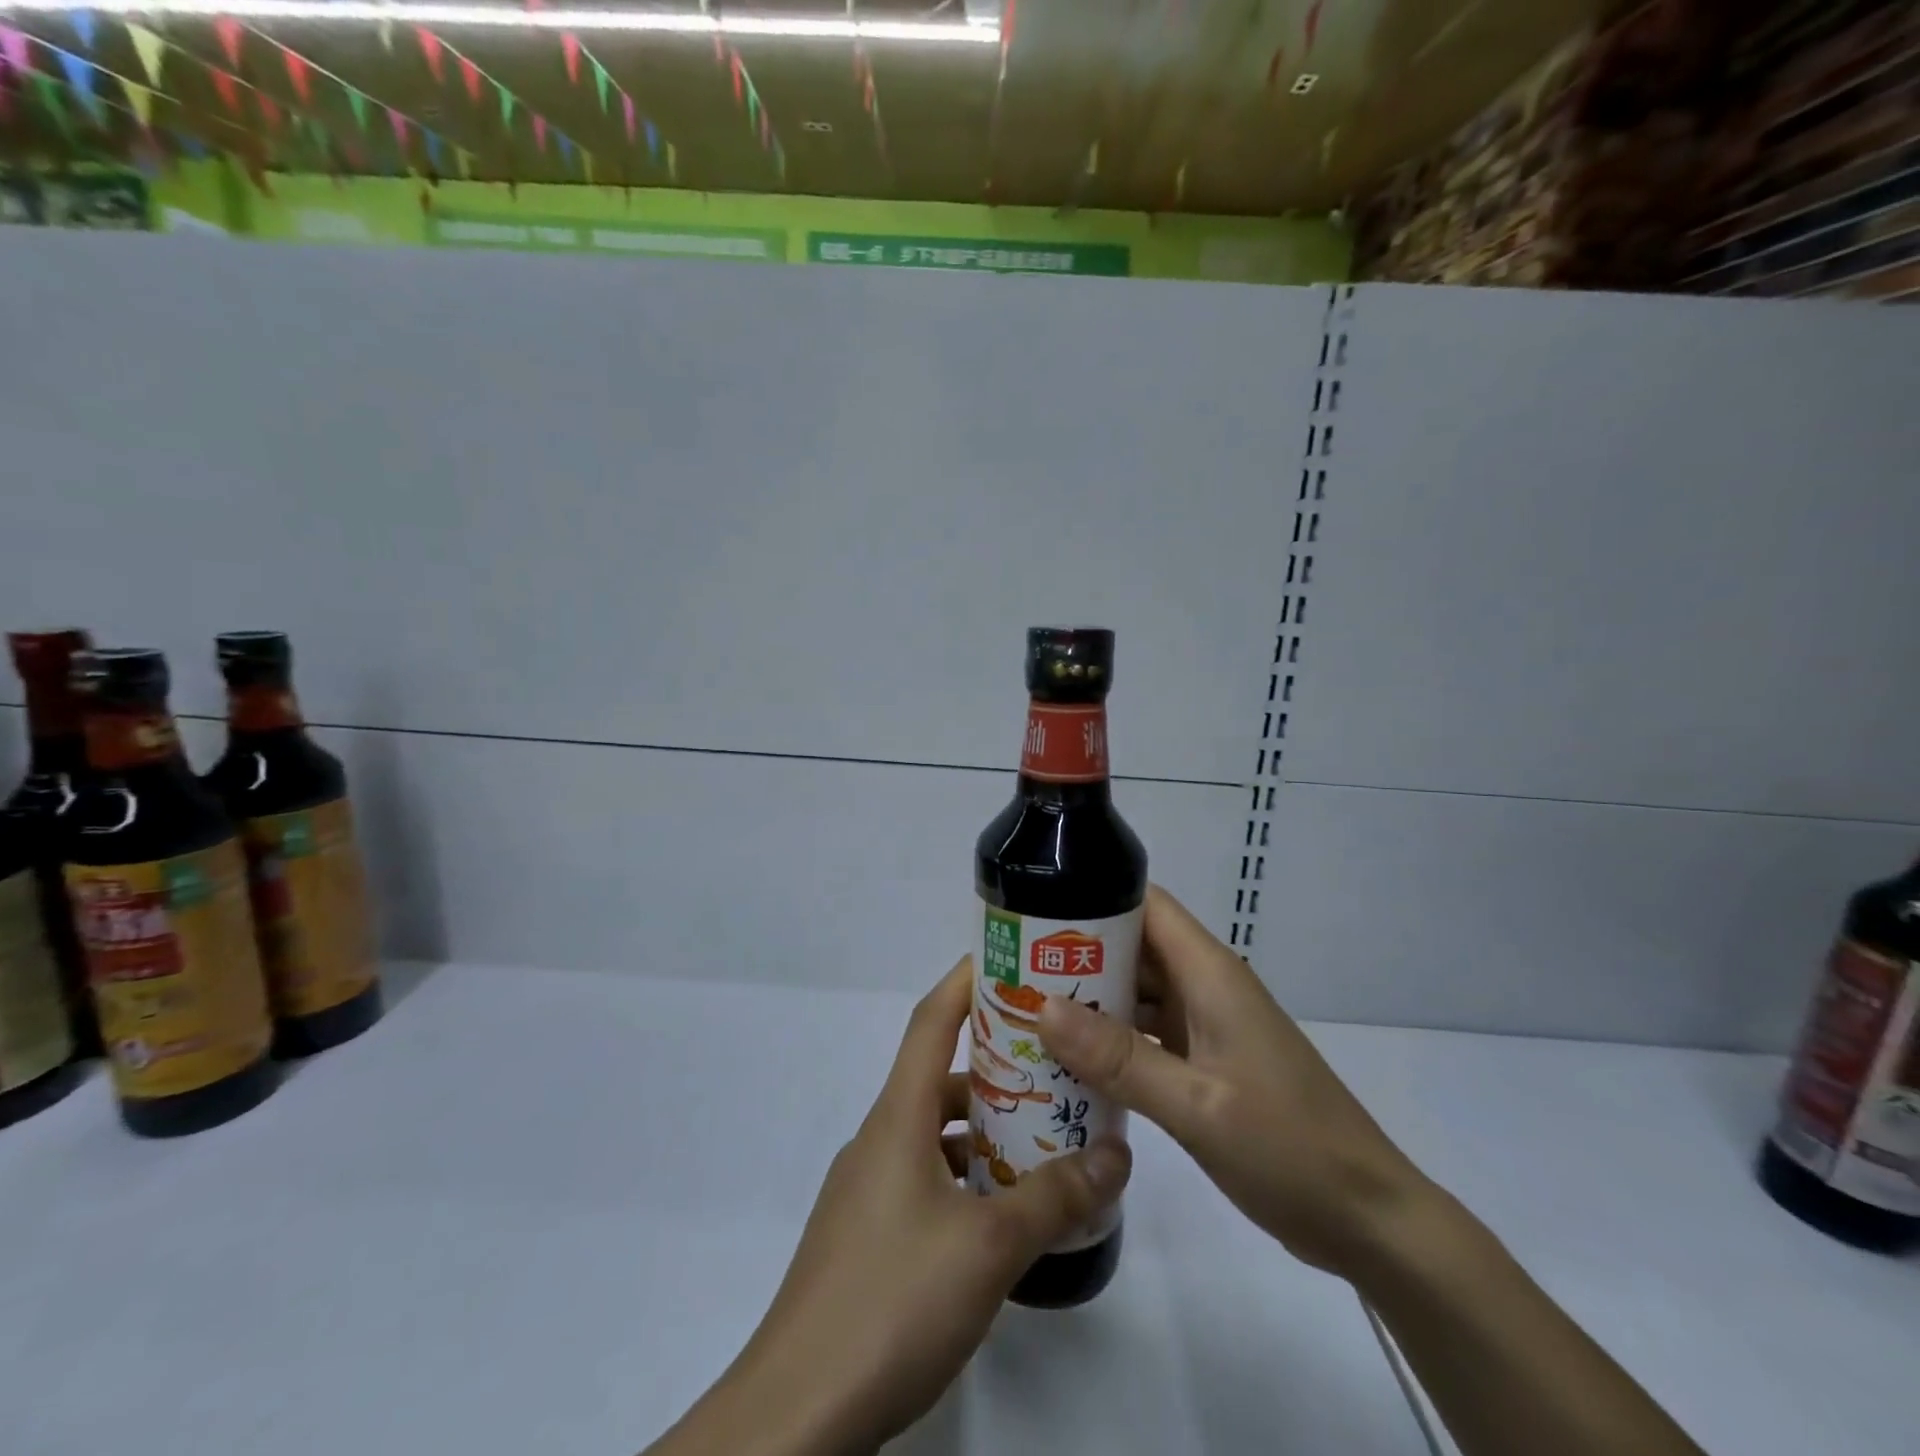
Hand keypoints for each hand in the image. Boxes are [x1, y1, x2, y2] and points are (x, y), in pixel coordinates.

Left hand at [662, 958, 1130, 1455]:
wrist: (796, 1413)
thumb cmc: (892, 1301)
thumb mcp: (989, 1247)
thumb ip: (1055, 1198)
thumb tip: (1117, 1154)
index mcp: (898, 1117)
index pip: (930, 1020)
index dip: (966, 981)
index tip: (1011, 962)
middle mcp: (880, 1138)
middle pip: (939, 1075)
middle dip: (997, 1064)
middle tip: (1057, 1064)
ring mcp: (868, 1188)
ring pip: (934, 1132)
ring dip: (984, 1128)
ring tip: (1045, 1138)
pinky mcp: (867, 1235)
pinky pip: (925, 1177)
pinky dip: (965, 1176)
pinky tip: (1002, 1214)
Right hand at [1039, 884, 1425, 1280]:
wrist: (1368, 1220)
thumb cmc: (1290, 1149)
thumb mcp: (1198, 1106)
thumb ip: (1120, 1058)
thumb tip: (1042, 1008)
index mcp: (1209, 974)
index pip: (1144, 905)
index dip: (1091, 898)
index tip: (1033, 912)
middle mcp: (1205, 988)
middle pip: (1132, 947)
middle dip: (1075, 953)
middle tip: (1012, 970)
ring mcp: (1207, 1026)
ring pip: (1136, 993)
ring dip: (1089, 1000)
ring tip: (1025, 1010)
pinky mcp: (1206, 1062)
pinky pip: (1147, 1034)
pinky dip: (1110, 1040)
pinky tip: (1069, 1060)